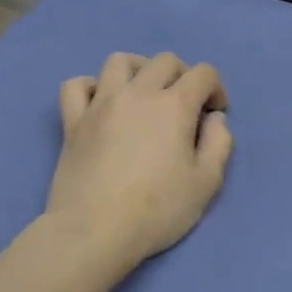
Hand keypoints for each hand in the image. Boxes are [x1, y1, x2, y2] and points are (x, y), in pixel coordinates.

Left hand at [45, 52, 233, 269]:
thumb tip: (215, 119)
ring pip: (119, 61)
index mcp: (174, 105)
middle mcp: (137, 93)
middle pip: (164, 61)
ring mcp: (100, 104)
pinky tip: (102, 105)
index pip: (203, 73)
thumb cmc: (157, 210)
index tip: (215, 115)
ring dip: (139, 70)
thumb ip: (219, 143)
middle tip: (186, 107)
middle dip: (184, 76)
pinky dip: (92, 87)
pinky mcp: (73, 121)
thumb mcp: (207, 183)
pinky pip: (76, 85)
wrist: (95, 231)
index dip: (216, 89)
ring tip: (145, 94)